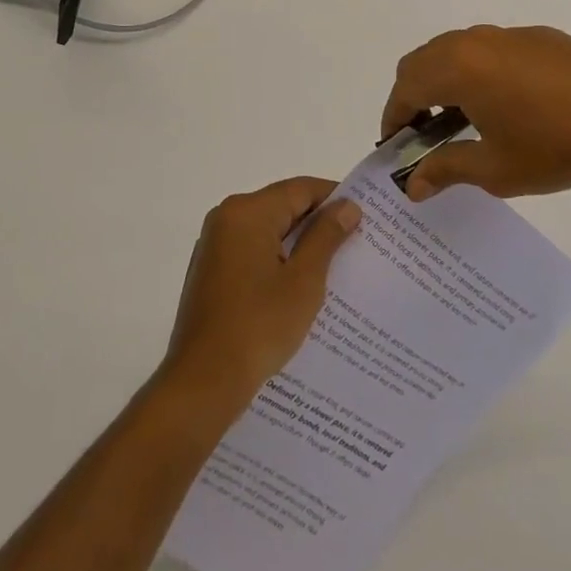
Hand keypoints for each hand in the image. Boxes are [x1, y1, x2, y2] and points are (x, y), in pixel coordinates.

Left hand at [157, 178, 362, 417]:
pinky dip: (277, 260)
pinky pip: (252, 251)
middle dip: (318, 223)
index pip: (300, 189)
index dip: (335, 198)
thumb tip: (347, 206)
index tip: (366, 216)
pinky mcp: (211, 271)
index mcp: (247, 212)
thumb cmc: (259, 326)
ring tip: (336, 266)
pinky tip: (301, 287)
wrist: (203, 381)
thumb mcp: (304, 280)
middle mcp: (226, 218)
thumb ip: (326, 237)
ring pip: (268, 231)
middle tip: (358, 242)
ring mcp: (215, 245)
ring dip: (299, 245)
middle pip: (282, 207)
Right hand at [382, 24, 570, 201]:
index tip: (395, 144)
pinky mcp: (540, 37)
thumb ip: (445, 170)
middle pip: (424, 60)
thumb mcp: (494, 169)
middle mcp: (475, 41)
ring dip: (445, 79)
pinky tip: (505, 103)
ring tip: (461, 118)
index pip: (406, 86)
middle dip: (413, 94)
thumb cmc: (554, 146)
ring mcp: (509, 35)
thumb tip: (412, 185)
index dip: (393, 116)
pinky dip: (478, 71)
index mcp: (457, 67)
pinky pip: (491, 49)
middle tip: (422, 132)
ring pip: (457, 49)